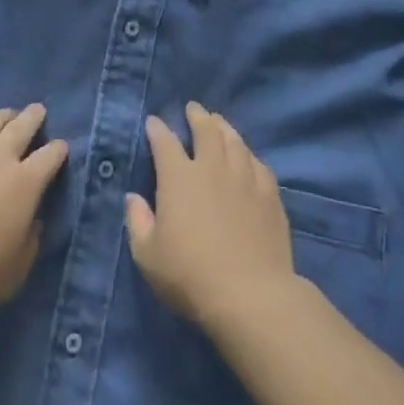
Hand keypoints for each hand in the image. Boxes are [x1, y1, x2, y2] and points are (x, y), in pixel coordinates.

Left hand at [0, 105, 69, 316]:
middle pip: (22, 127)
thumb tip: (32, 222)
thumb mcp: (15, 272)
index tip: (61, 147)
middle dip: (33, 117)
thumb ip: (29, 243)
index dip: (58, 150)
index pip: (50, 157)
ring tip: (7, 114)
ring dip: (2, 116)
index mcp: (25, 184)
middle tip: (38, 110)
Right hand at [126, 102, 295, 328]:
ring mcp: (245, 179)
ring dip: (224, 128)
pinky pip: (259, 164)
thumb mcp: (148, 256)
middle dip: (198, 116)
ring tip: (219, 122)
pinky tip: (248, 157)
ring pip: (235, 142)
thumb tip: (133, 198)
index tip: (153, 122)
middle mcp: (212, 168)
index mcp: (179, 178)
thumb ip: (137, 222)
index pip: (165, 142)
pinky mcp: (270, 196)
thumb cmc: (190, 276)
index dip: (157, 129)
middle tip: (194, 109)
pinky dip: (249, 155)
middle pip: (206, 130)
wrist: (250, 295)